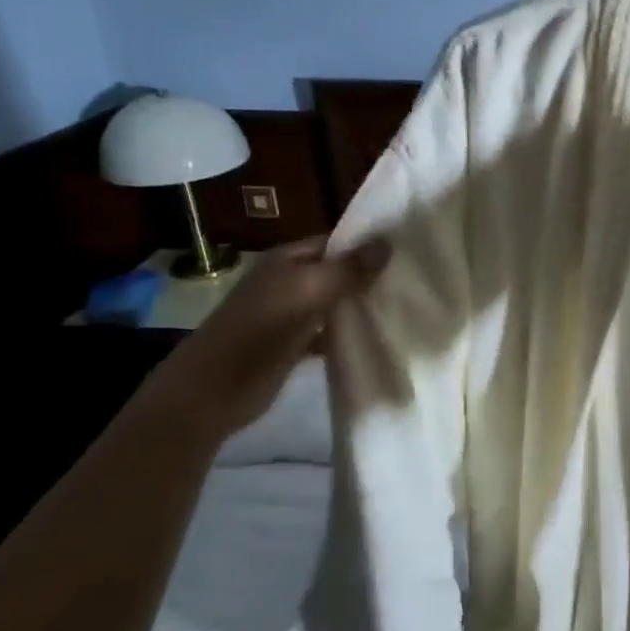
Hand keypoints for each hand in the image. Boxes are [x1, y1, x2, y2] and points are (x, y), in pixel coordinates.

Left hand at [139, 236, 389, 441]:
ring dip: (362, 306)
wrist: (214, 390)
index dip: (367, 244)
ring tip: (406, 306)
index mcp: (288, 259)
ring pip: (335, 303)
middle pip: (337, 272)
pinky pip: (329, 332)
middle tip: (415, 279)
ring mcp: (290, 314)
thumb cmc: (260, 330)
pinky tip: (378, 337)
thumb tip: (388, 243)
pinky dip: (349, 334)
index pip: (336, 241)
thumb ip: (348, 269)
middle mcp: (289, 281)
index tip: (408, 250)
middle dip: (370, 276)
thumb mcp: (308, 292)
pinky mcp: (294, 345)